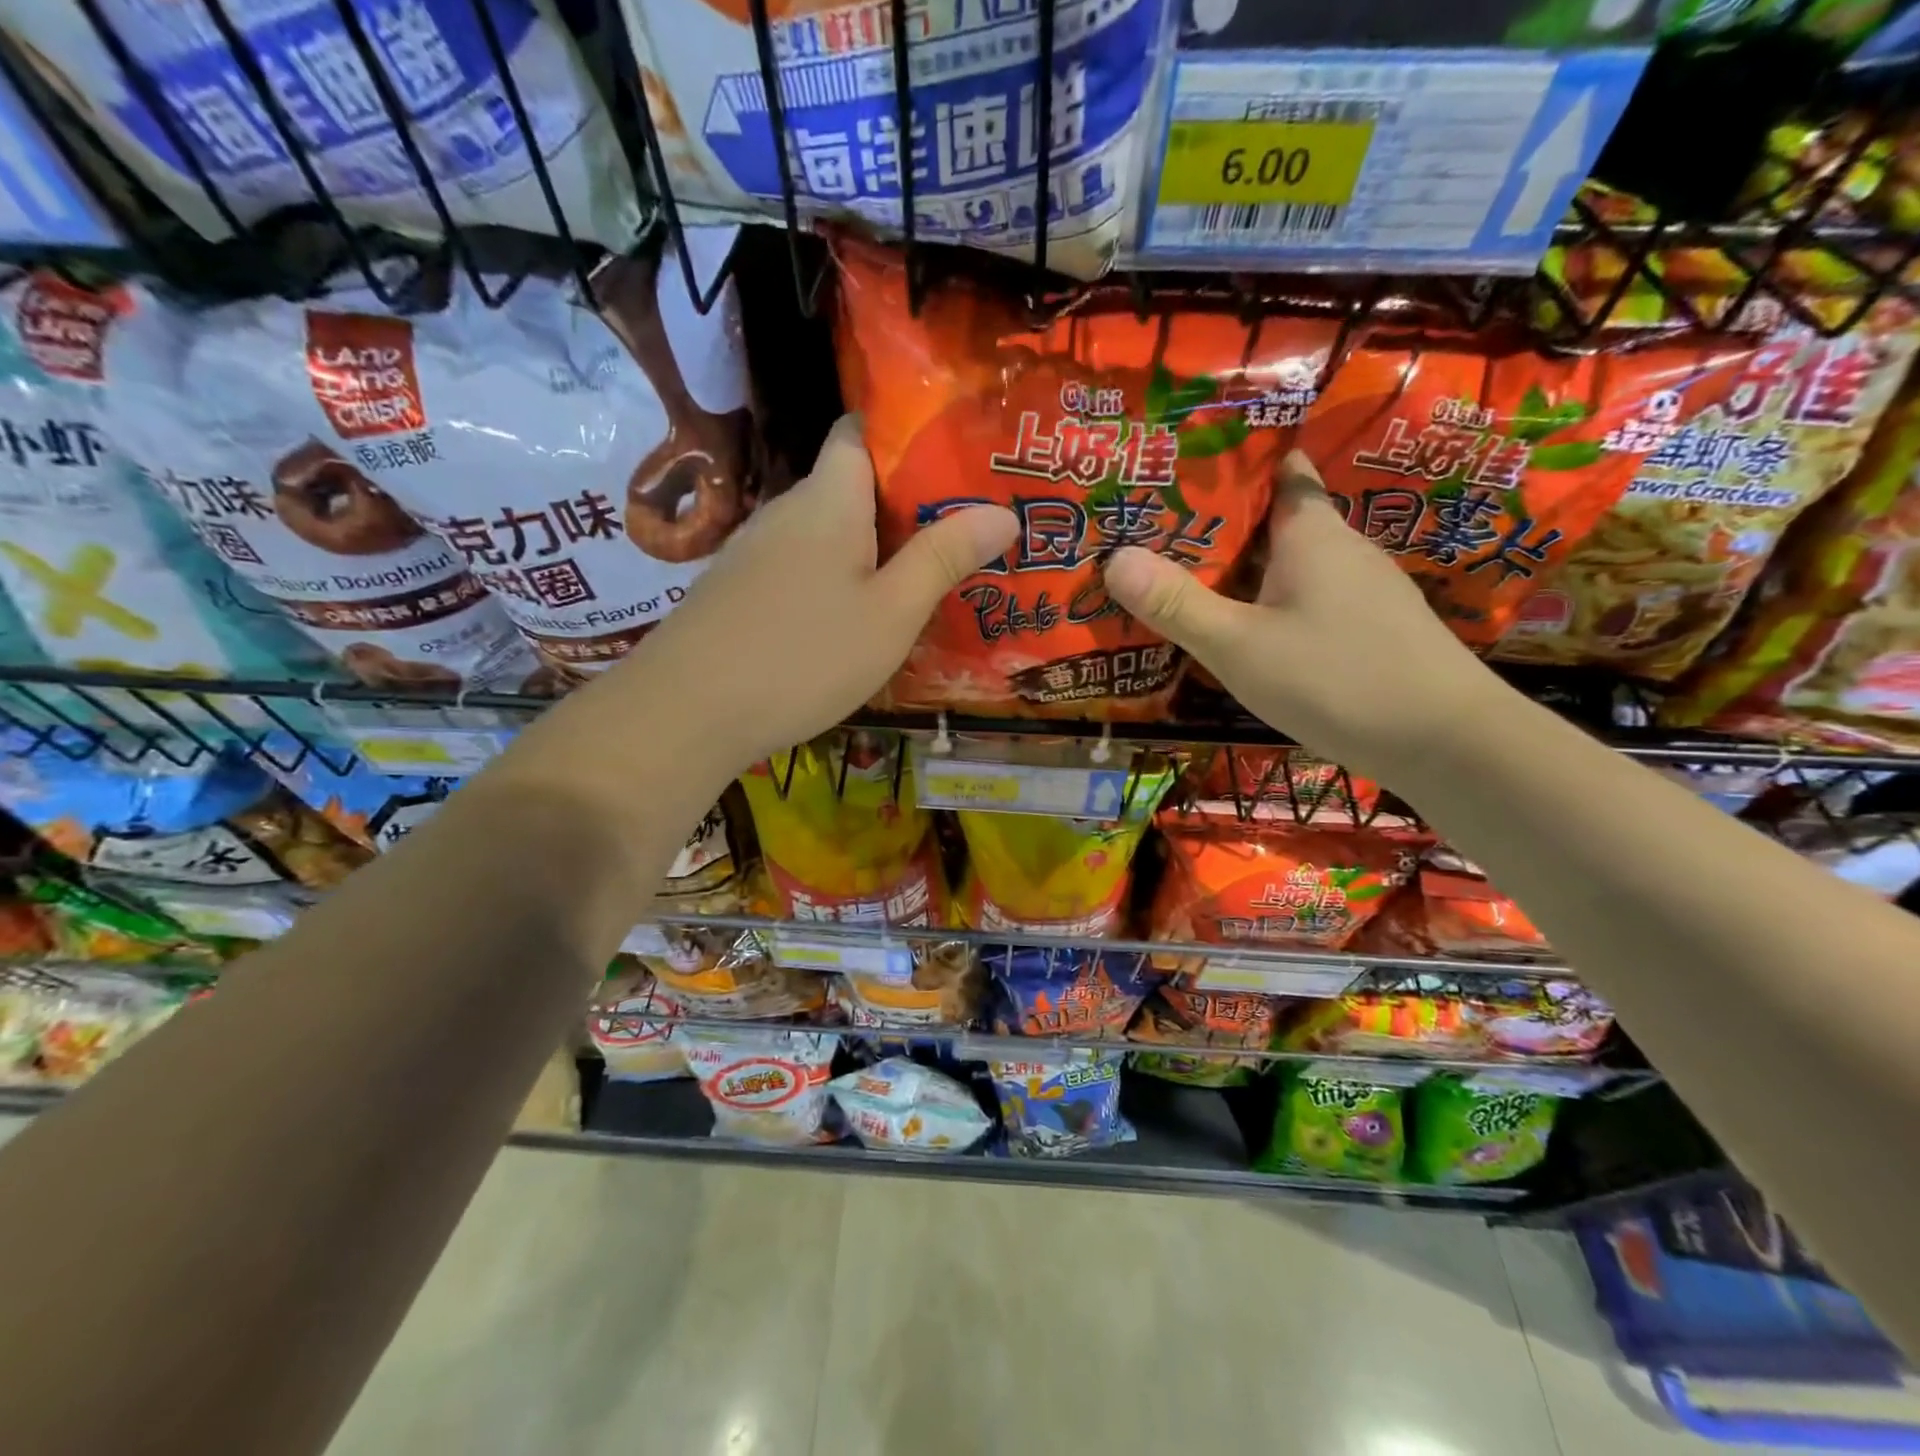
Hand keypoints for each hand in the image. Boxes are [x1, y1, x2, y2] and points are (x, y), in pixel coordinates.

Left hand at [617, 414, 1017, 767]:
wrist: (687, 713)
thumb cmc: (803, 655)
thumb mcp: (891, 613)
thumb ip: (943, 558)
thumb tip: (1003, 512)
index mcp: (828, 499)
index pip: (860, 431)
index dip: (906, 435)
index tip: (957, 461)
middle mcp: (787, 511)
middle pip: (850, 486)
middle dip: (904, 503)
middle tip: (961, 531)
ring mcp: (756, 552)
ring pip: (826, 533)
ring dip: (871, 547)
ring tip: (922, 575)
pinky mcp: (740, 591)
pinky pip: (802, 567)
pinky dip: (836, 578)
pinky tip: (855, 618)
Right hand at [1103, 450, 1509, 782]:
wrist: (1447, 742)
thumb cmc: (1337, 679)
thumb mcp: (1240, 646)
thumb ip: (1177, 605)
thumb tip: (1113, 558)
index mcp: (1312, 533)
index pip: (1279, 470)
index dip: (1234, 464)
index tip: (1182, 468)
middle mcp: (1341, 549)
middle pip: (1275, 519)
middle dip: (1220, 523)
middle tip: (1156, 531)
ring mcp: (1361, 591)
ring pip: (1289, 564)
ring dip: (1242, 567)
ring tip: (1184, 577)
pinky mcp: (1370, 629)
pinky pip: (1306, 598)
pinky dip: (1268, 601)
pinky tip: (1243, 628)